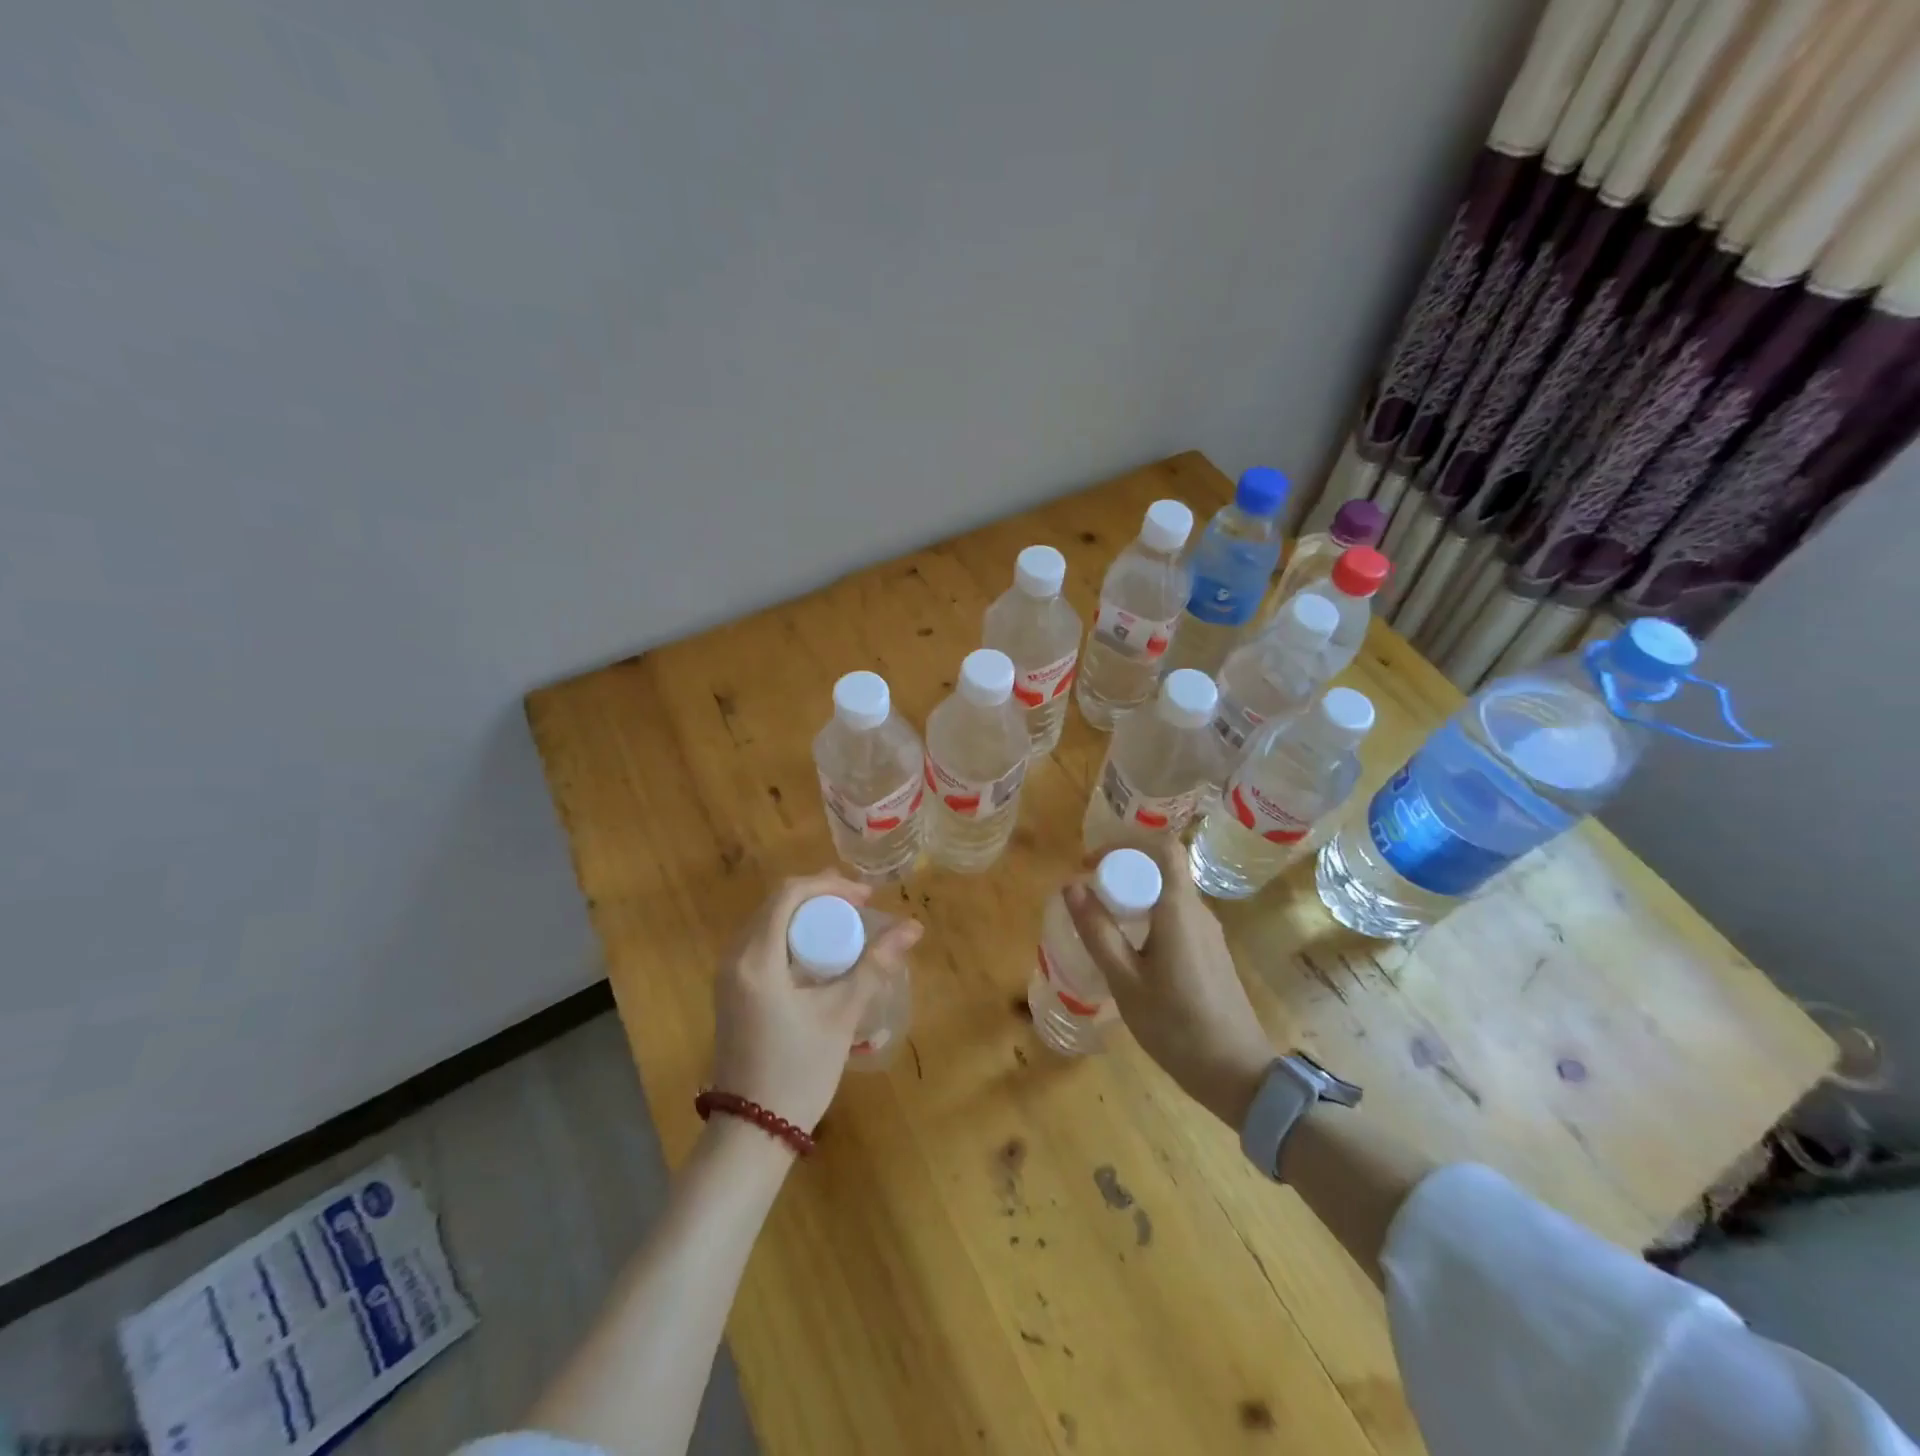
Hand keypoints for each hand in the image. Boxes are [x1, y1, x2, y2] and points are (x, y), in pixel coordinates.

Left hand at [711, 872, 922, 1133]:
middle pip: (776, 904)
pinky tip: (821, 952)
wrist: (752, 1132)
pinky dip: (792, 936)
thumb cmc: (799, 1071)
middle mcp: (734, 959)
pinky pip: (762, 944)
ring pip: (768, 923)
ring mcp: (728, 976)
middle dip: (820, 896)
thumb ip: (874, 965)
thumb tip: (912, 927)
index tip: (865, 897)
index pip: (789, 895)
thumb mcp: (841, 1015)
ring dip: (806, 916)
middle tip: (860, 905)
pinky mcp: (732, 992)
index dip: (829, 885)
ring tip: (846, 923)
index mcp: (756, 959)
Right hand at [1065, 837, 1274, 1128]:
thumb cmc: (1176, 1026)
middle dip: (1122, 871)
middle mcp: (1198, 911)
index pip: (1162, 847)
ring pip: (1168, 894)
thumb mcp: (1126, 981)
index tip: (1092, 863)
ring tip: (1102, 920)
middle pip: (1162, 868)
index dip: (1125, 843)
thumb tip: (1072, 885)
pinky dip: (1149, 916)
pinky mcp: (1211, 952)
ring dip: (1134, 895)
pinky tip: (1129, 949)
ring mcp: (1209, 932)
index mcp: (1179, 909)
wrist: (1238, 1074)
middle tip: (1089, 894)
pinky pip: (1176, 916)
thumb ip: (1098, 931)